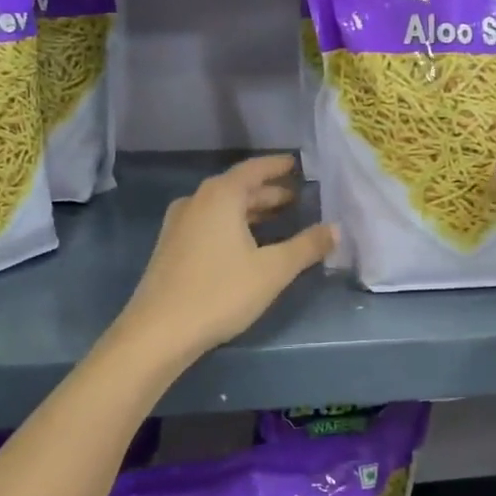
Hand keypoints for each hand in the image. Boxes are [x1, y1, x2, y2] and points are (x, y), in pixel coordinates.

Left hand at [117, 155, 336, 360]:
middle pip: (238, 187)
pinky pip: (209, 223)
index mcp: (220, 196)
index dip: (278, 166)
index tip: (298, 164)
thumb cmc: (220, 292)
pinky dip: (233, 224)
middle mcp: (197, 201)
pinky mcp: (172, 246)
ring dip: (251, 210)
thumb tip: (336, 228)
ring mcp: (180, 223)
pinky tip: (248, 243)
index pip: (254, 169)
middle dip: (268, 192)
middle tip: (298, 197)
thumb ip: (306, 246)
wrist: (159, 331)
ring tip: (279, 218)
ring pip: (223, 207)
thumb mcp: (272, 270)